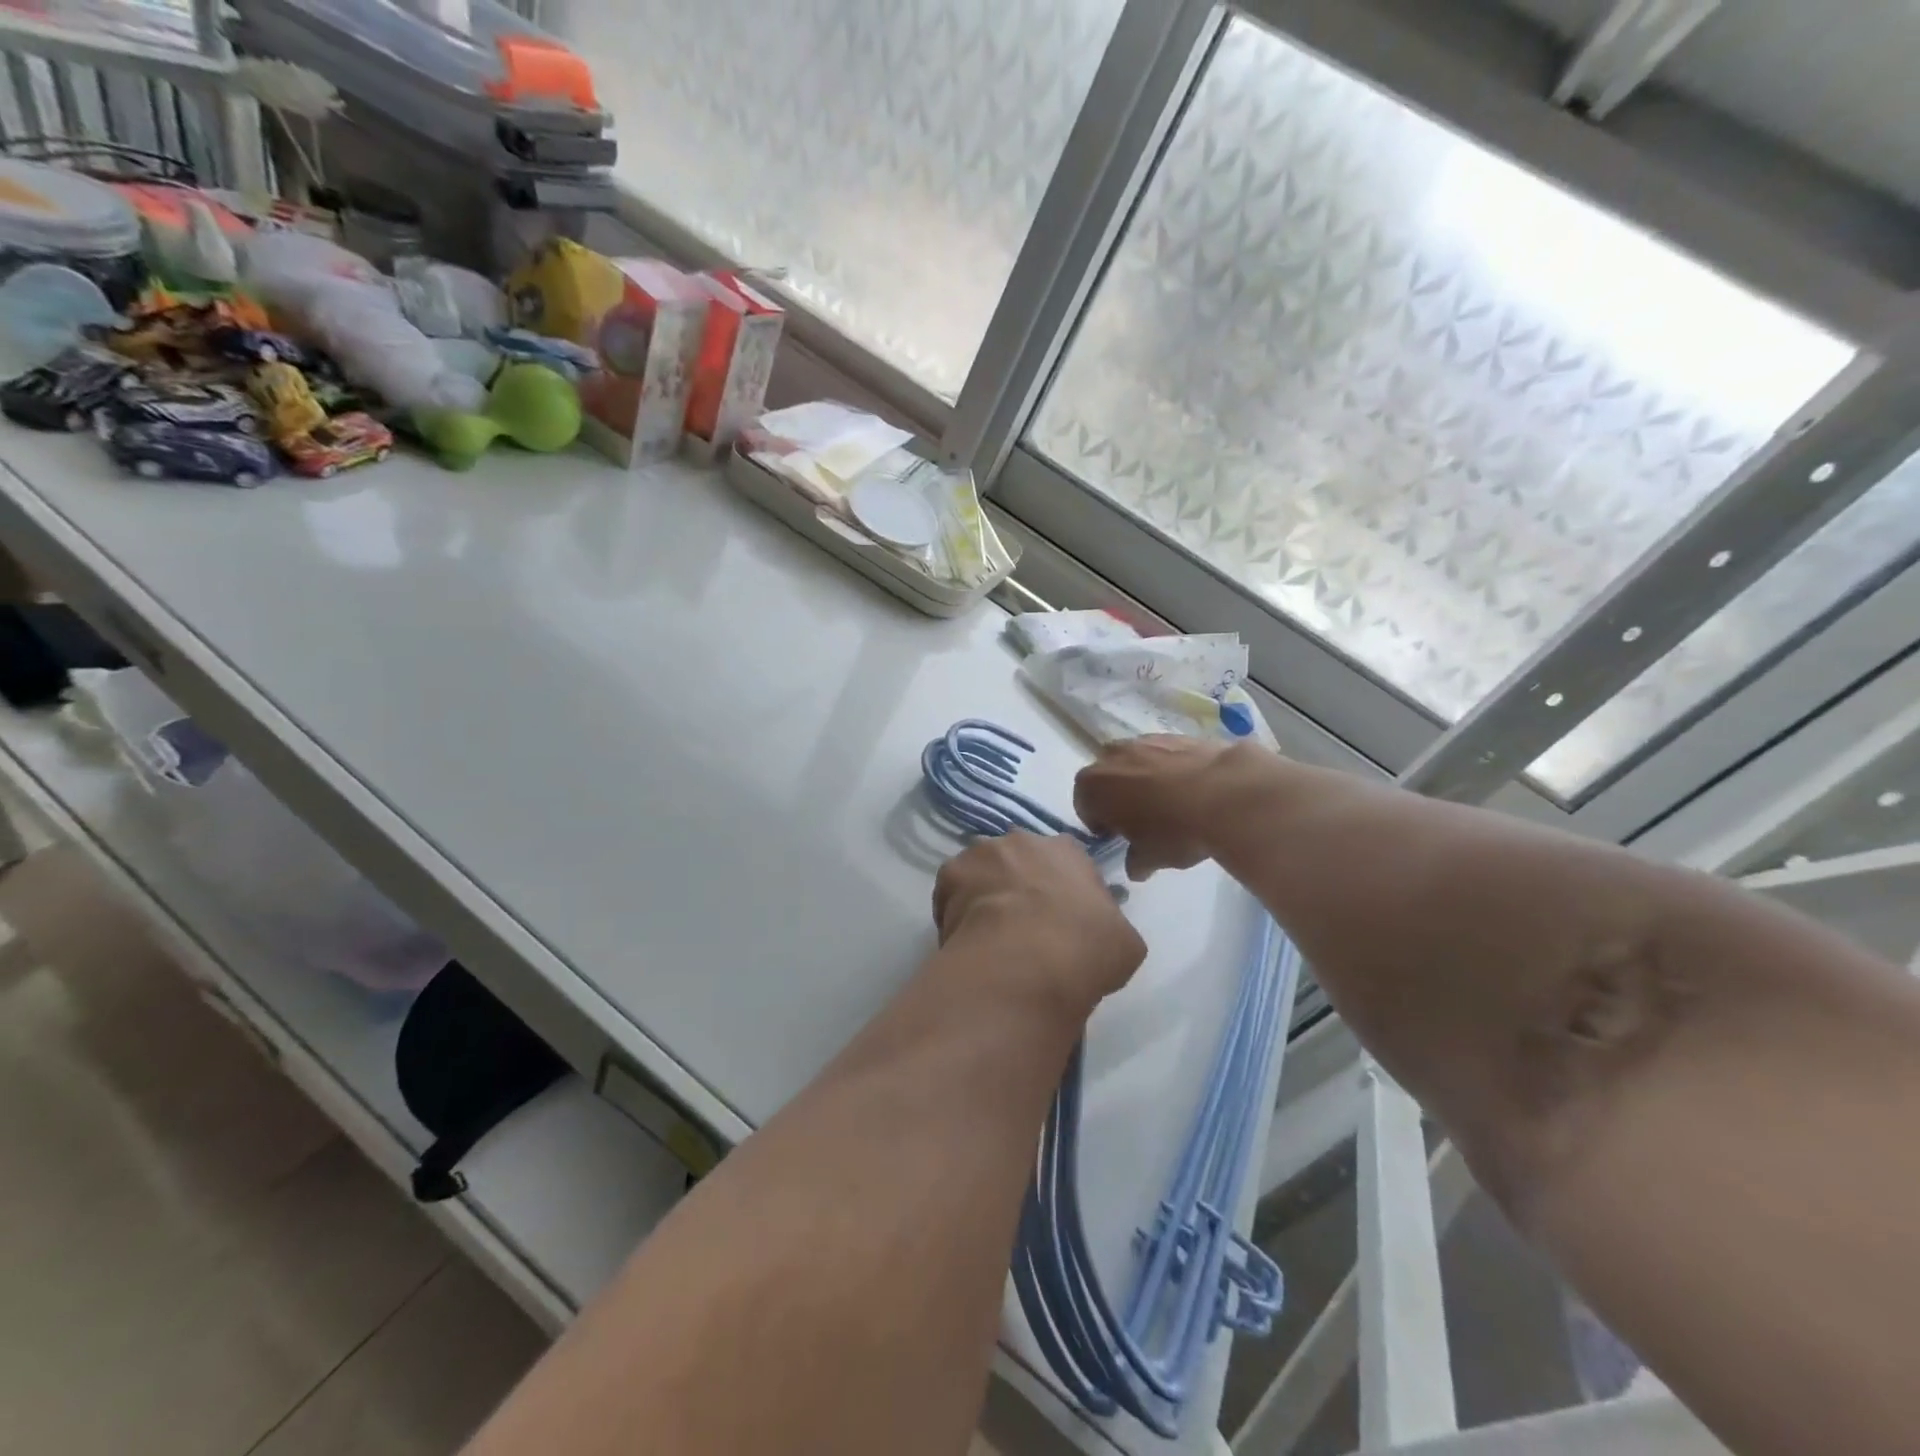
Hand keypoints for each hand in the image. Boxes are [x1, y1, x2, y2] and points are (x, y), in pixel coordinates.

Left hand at [933, 833, 1145, 1009]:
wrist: (1026, 961)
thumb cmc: (1084, 948)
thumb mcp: (1125, 942)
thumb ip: (1112, 924)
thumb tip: (1102, 930)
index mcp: (1068, 850)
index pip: (1066, 861)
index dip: (1063, 890)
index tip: (1061, 919)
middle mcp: (1023, 840)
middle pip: (1020, 860)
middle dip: (1020, 885)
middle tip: (1023, 927)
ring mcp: (982, 852)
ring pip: (983, 871)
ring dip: (986, 893)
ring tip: (990, 935)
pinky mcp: (949, 873)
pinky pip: (953, 891)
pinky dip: (956, 910)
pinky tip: (966, 938)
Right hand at [1074, 735, 1237, 879]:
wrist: (1225, 793)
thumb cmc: (1173, 830)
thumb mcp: (1150, 858)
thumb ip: (1135, 862)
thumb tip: (1136, 866)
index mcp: (1093, 786)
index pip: (1084, 805)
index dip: (1098, 823)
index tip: (1115, 836)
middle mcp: (1111, 757)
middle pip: (1106, 778)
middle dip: (1117, 796)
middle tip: (1138, 819)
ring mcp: (1144, 741)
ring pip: (1134, 762)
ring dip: (1142, 779)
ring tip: (1167, 803)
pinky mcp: (1175, 735)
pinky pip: (1163, 755)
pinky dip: (1169, 769)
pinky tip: (1190, 789)